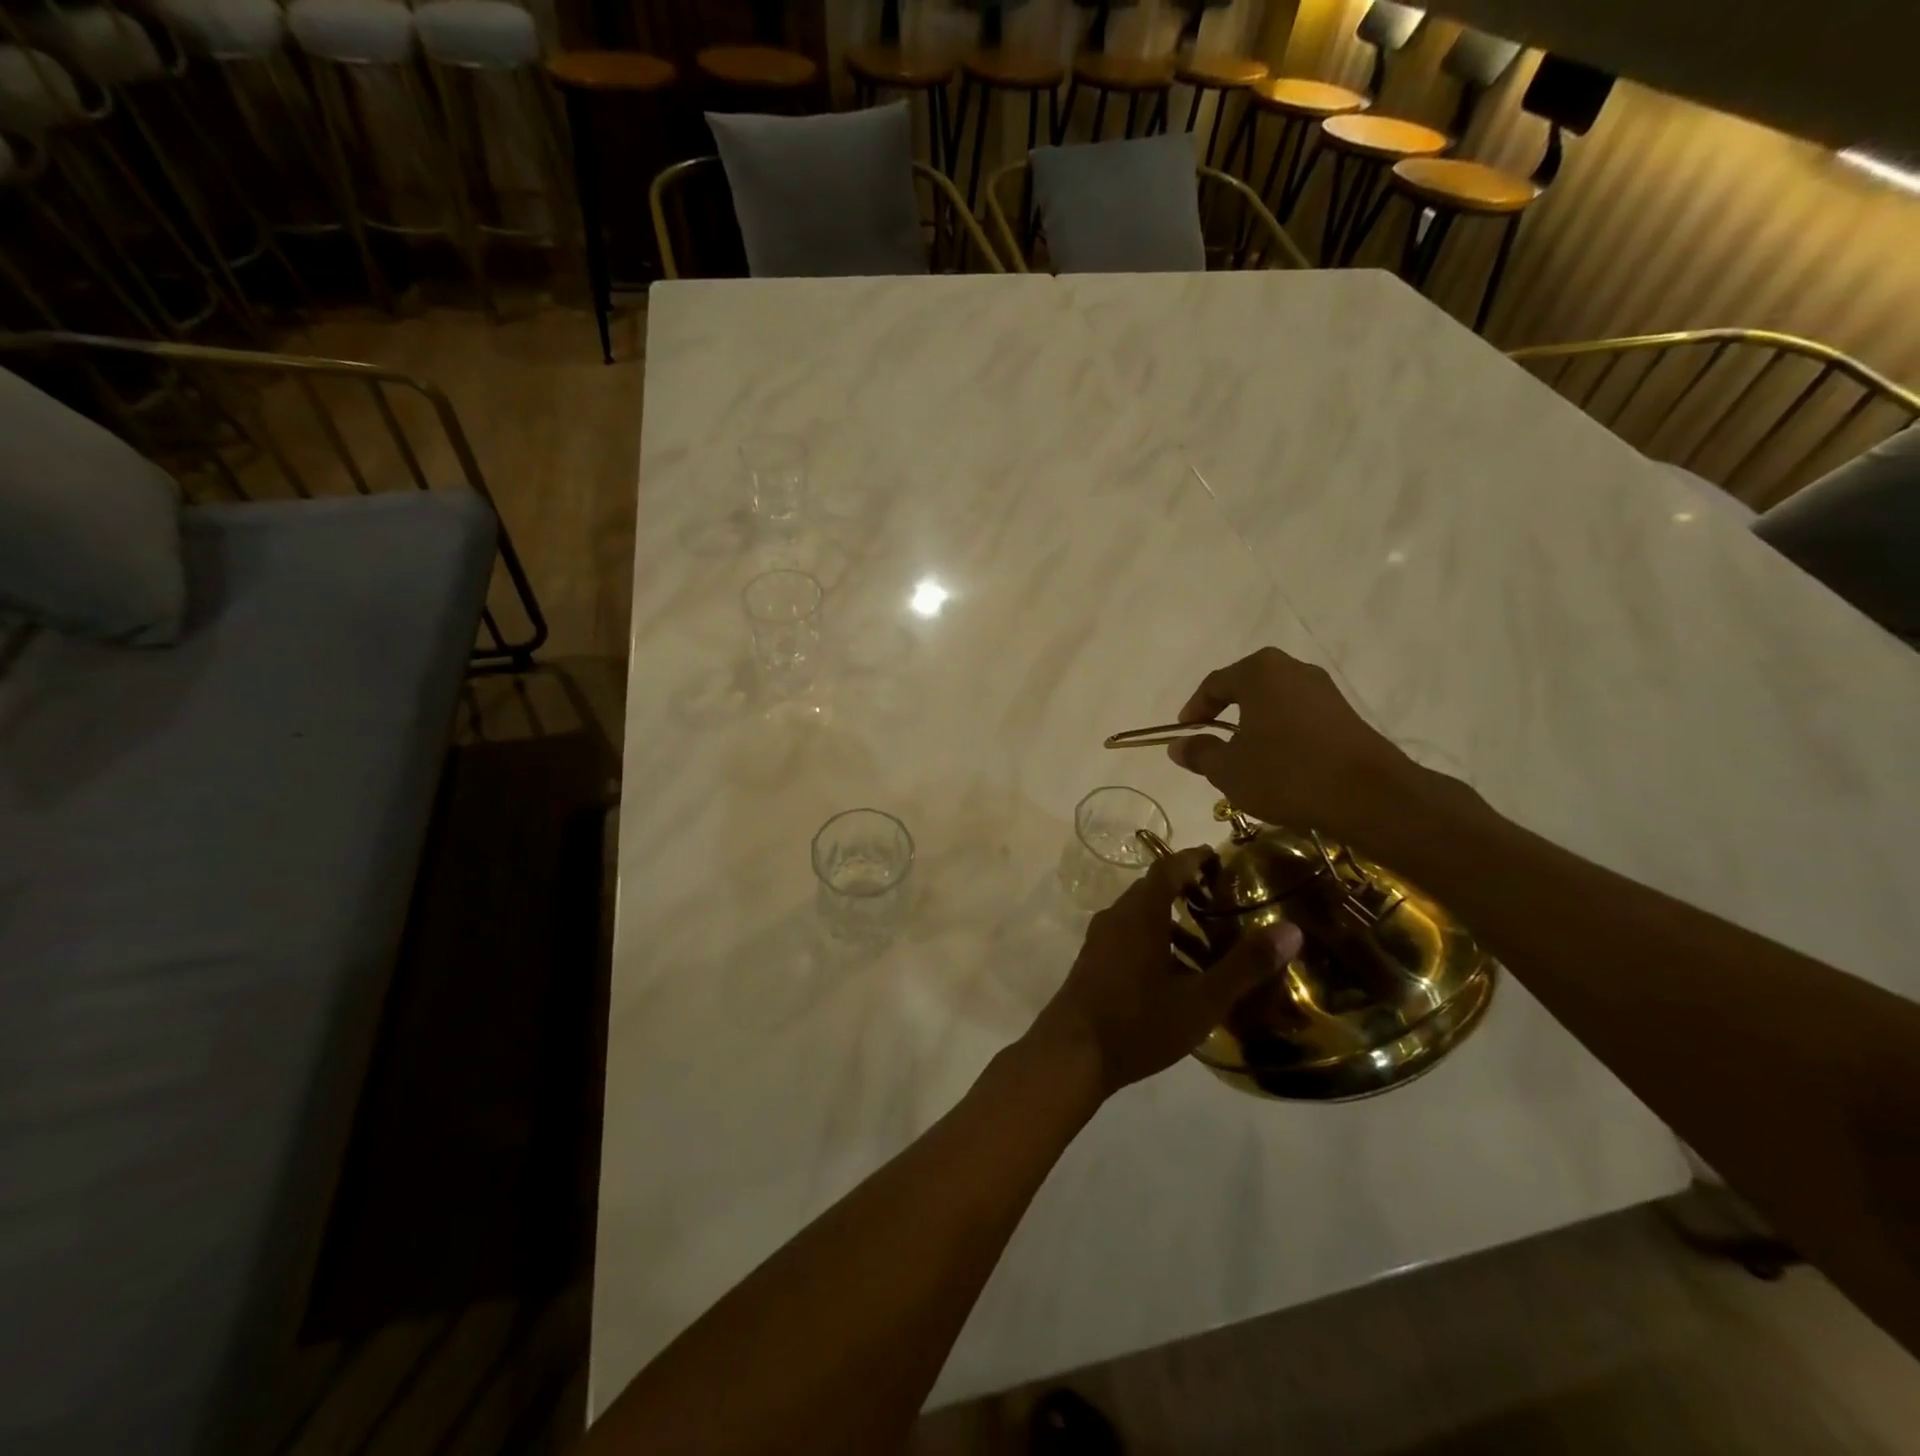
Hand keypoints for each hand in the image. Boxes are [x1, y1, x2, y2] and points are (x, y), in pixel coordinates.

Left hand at [1026, 847, 1302, 1096]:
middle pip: (1154, 889)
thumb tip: (1291, 930)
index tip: (1222, 862)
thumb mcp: (1201, 999)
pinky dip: (1156, 941)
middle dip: (1188, 891)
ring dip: (1173, 922)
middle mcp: (1116, 916)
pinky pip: (1129, 936)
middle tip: (1225, 906)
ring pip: (1141, 916)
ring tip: (1210, 949)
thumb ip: (1245, 965)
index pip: (1169, 867)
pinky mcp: (1093, 961)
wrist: (1072, 1054)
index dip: (1196, 859)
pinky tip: (1176, 976)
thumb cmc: (1139, 1022)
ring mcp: (1100, 939)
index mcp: (1140, 913)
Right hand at [1167, 647, 1417, 840]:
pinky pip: (1299, 716)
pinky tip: (1280, 763)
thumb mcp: (1228, 770)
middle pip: (1246, 687)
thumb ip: (1199, 753)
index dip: (1194, 710)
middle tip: (1213, 742)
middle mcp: (1292, 669)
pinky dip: (1282, 733)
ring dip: (1256, 725)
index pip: (1214, 684)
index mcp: (1259, 672)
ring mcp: (1324, 689)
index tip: (1184, 733)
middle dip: (1226, 714)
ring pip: (1275, 702)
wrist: (1368, 795)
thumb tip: (1178, 745)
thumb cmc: (1286, 773)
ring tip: (1245, 757)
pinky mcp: (1345, 713)